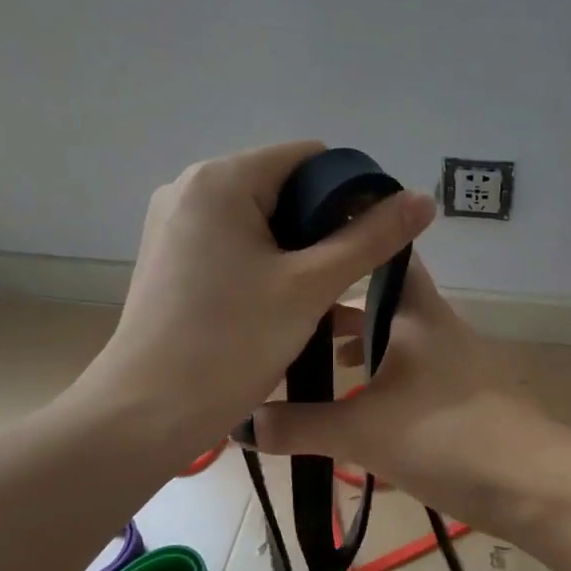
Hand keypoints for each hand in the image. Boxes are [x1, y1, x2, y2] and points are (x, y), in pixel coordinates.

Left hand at [81, 142, 435, 460]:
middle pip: (283, 187)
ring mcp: (174, 224)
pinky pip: (233, 244)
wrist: (147, 412)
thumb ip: (370, 239)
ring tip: (320, 296)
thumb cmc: (231, 343)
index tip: (373, 240)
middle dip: (323, 227)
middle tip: (348, 277)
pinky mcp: (170, 258)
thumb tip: (423, 199)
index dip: (352, 192)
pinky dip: (265, 264)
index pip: (309, 158)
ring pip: (259, 220)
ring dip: (297, 251)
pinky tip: (282, 303)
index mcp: (221, 179)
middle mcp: (190, 188)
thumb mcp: (310, 288)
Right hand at [247, 256, 558, 532]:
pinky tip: (356, 408)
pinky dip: (379, 379)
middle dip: (337, 307)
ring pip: (394, 338)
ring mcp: (452, 360)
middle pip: (380, 301)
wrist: (534, 486)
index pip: (384, 254)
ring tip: (313, 364)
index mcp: (414, 313)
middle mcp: (435, 326)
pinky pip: (408, 371)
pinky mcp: (460, 394)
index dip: (349, 242)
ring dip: (358, 347)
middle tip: (288, 316)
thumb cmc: (446, 438)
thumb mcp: (362, 433)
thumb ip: (299, 428)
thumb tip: (240, 425)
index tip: (302, 245)